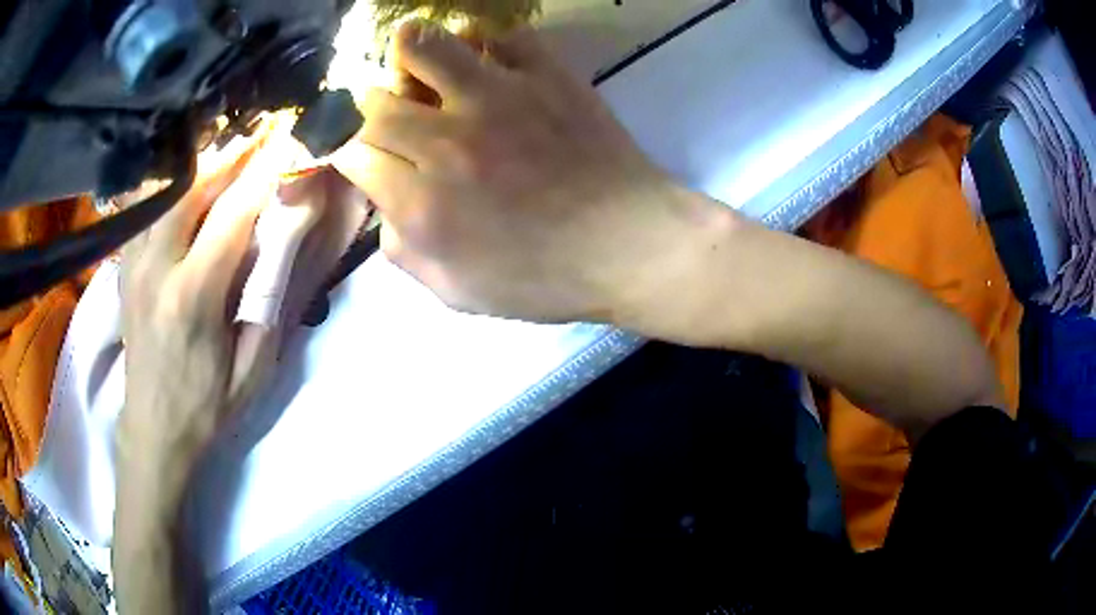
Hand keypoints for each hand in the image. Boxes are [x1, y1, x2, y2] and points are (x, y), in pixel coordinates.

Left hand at [117, 133, 291, 502]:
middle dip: (233, 151)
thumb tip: (284, 234)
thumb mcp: (252, 369)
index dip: (266, 171)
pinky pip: (145, 205)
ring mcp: (133, 262)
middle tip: (265, 127)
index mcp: (192, 298)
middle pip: (192, 185)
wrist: (154, 429)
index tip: (293, 139)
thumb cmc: (207, 407)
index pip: (232, 213)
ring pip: (164, 188)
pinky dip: (170, 180)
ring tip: (231, 142)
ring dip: (201, 159)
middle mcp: (156, 268)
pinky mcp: (124, 264)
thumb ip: (267, 300)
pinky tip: (189, 172)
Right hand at [334, 21, 721, 322]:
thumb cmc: (547, 278)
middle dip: (368, 109)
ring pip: (420, 44)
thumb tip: (385, 207)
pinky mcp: (544, 75)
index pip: (350, 154)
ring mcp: (497, 98)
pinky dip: (483, 44)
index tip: (361, 152)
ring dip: (409, 55)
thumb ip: (404, 252)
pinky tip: (489, 66)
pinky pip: (498, 35)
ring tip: (424, 73)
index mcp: (422, 204)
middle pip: (371, 101)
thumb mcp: (458, 293)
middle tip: (391, 118)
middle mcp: (446, 142)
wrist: (631, 245)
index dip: (345, 150)